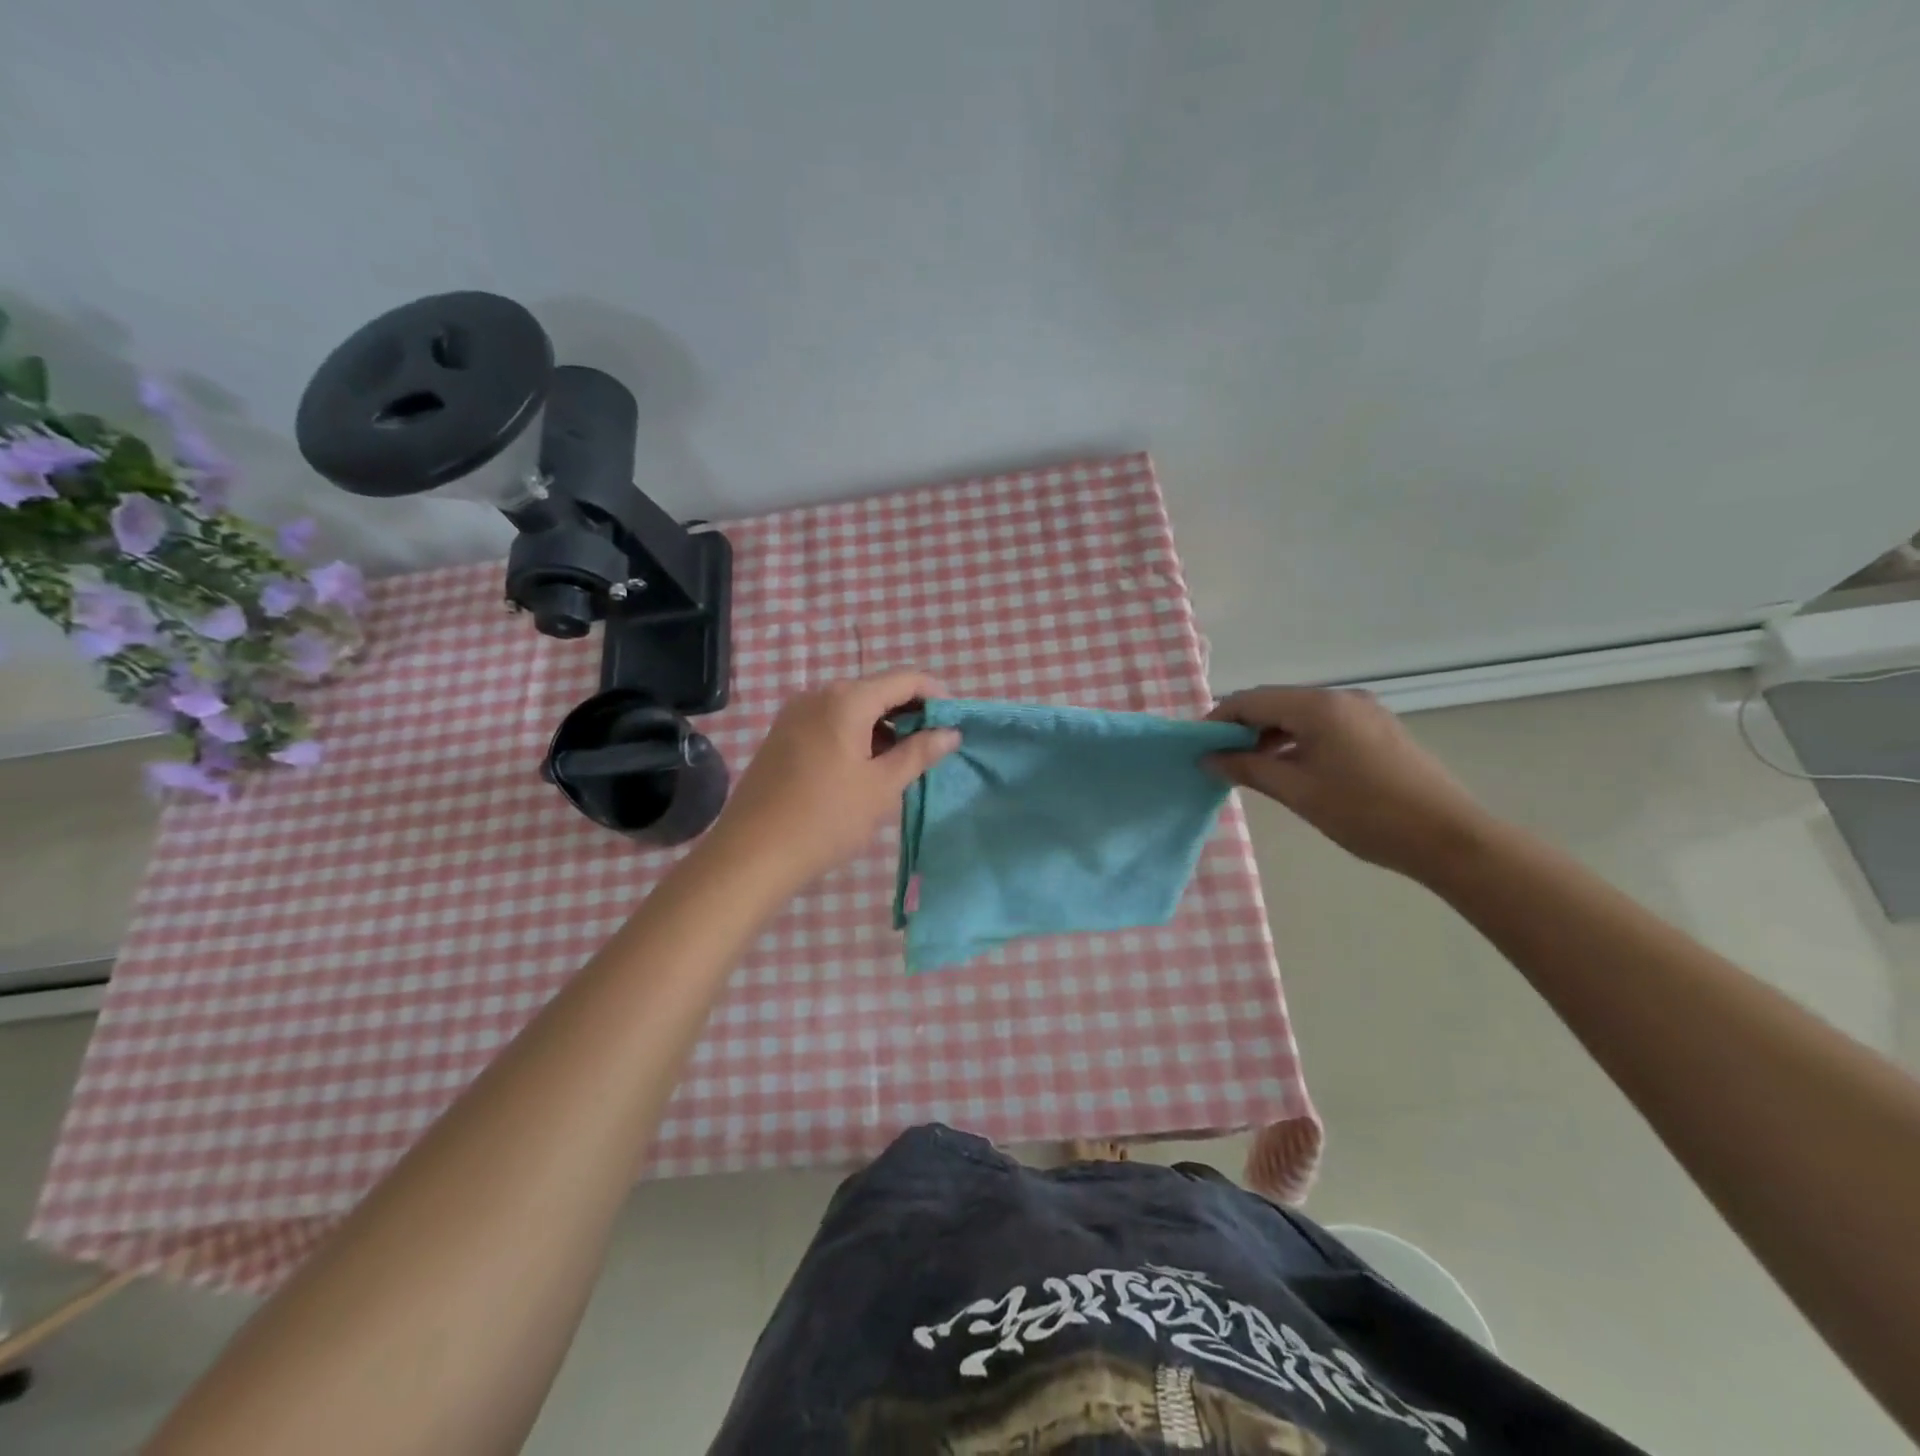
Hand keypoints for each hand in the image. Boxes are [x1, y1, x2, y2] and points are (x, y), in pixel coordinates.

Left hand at [705, 670, 960, 892]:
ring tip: (903, 762)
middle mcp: (818, 695)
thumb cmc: (826, 819)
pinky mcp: (782, 735)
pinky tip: (866, 767)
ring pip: (853, 707)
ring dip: (883, 726)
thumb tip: (950, 732)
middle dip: (910, 712)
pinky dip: (856, 734)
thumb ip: (919, 753)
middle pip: (877, 690)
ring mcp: (795, 714)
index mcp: (846, 699)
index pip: (904, 679)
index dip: (936, 695)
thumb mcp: (881, 787)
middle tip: (934, 746)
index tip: (954, 722)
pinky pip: (830, 722)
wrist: (751, 854)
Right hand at [1207, 686, 1498, 881]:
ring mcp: (1364, 711)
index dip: (1218, 720)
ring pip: (1300, 713)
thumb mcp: (1297, 792)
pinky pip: (1324, 724)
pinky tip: (1290, 766)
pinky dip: (1298, 739)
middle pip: (1276, 702)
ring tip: (1251, 767)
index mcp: (1318, 707)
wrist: (1449, 837)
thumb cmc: (1365, 813)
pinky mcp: (1379, 729)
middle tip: (1220, 759)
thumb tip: (1208, 758)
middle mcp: (1341, 698)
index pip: (1251, 700)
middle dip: (1243, 726)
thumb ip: (1248, 768)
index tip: (1197, 746)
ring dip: (1270, 734)